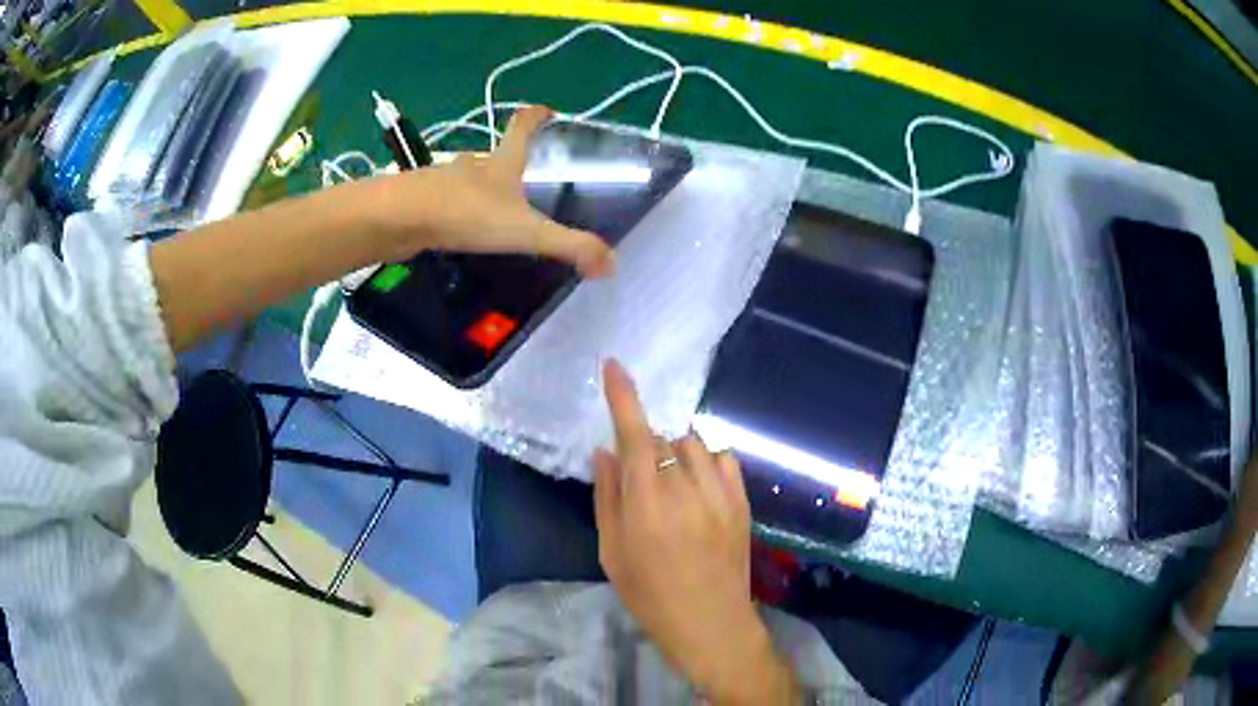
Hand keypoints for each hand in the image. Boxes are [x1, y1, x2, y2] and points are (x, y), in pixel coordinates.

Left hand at [369, 105, 614, 276]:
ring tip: (493, 212)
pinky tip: (459, 232)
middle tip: (526, 179)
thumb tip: (611, 264)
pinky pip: (446, 203)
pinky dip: (456, 211)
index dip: (536, 116)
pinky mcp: (423, 203)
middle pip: (493, 154)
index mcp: (501, 163)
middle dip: (509, 161)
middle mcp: (473, 166)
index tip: (548, 110)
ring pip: (467, 180)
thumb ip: (569, 246)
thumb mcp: (526, 231)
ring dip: (480, 189)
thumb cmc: (467, 214)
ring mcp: (444, 182)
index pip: (522, 127)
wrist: (400, 219)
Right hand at [594, 360, 801, 704]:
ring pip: (693, 444)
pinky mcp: (742, 501)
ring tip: (671, 486)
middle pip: (661, 438)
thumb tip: (604, 452)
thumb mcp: (612, 551)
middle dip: (645, 447)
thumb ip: (607, 496)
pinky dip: (706, 461)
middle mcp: (685, 487)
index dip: (623, 396)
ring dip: (675, 452)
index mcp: (647, 502)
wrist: (709, 621)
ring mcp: (720, 492)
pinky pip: (723, 458)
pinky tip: (699, 485)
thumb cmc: (649, 593)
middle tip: (641, 481)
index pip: (633, 434)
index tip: (613, 366)